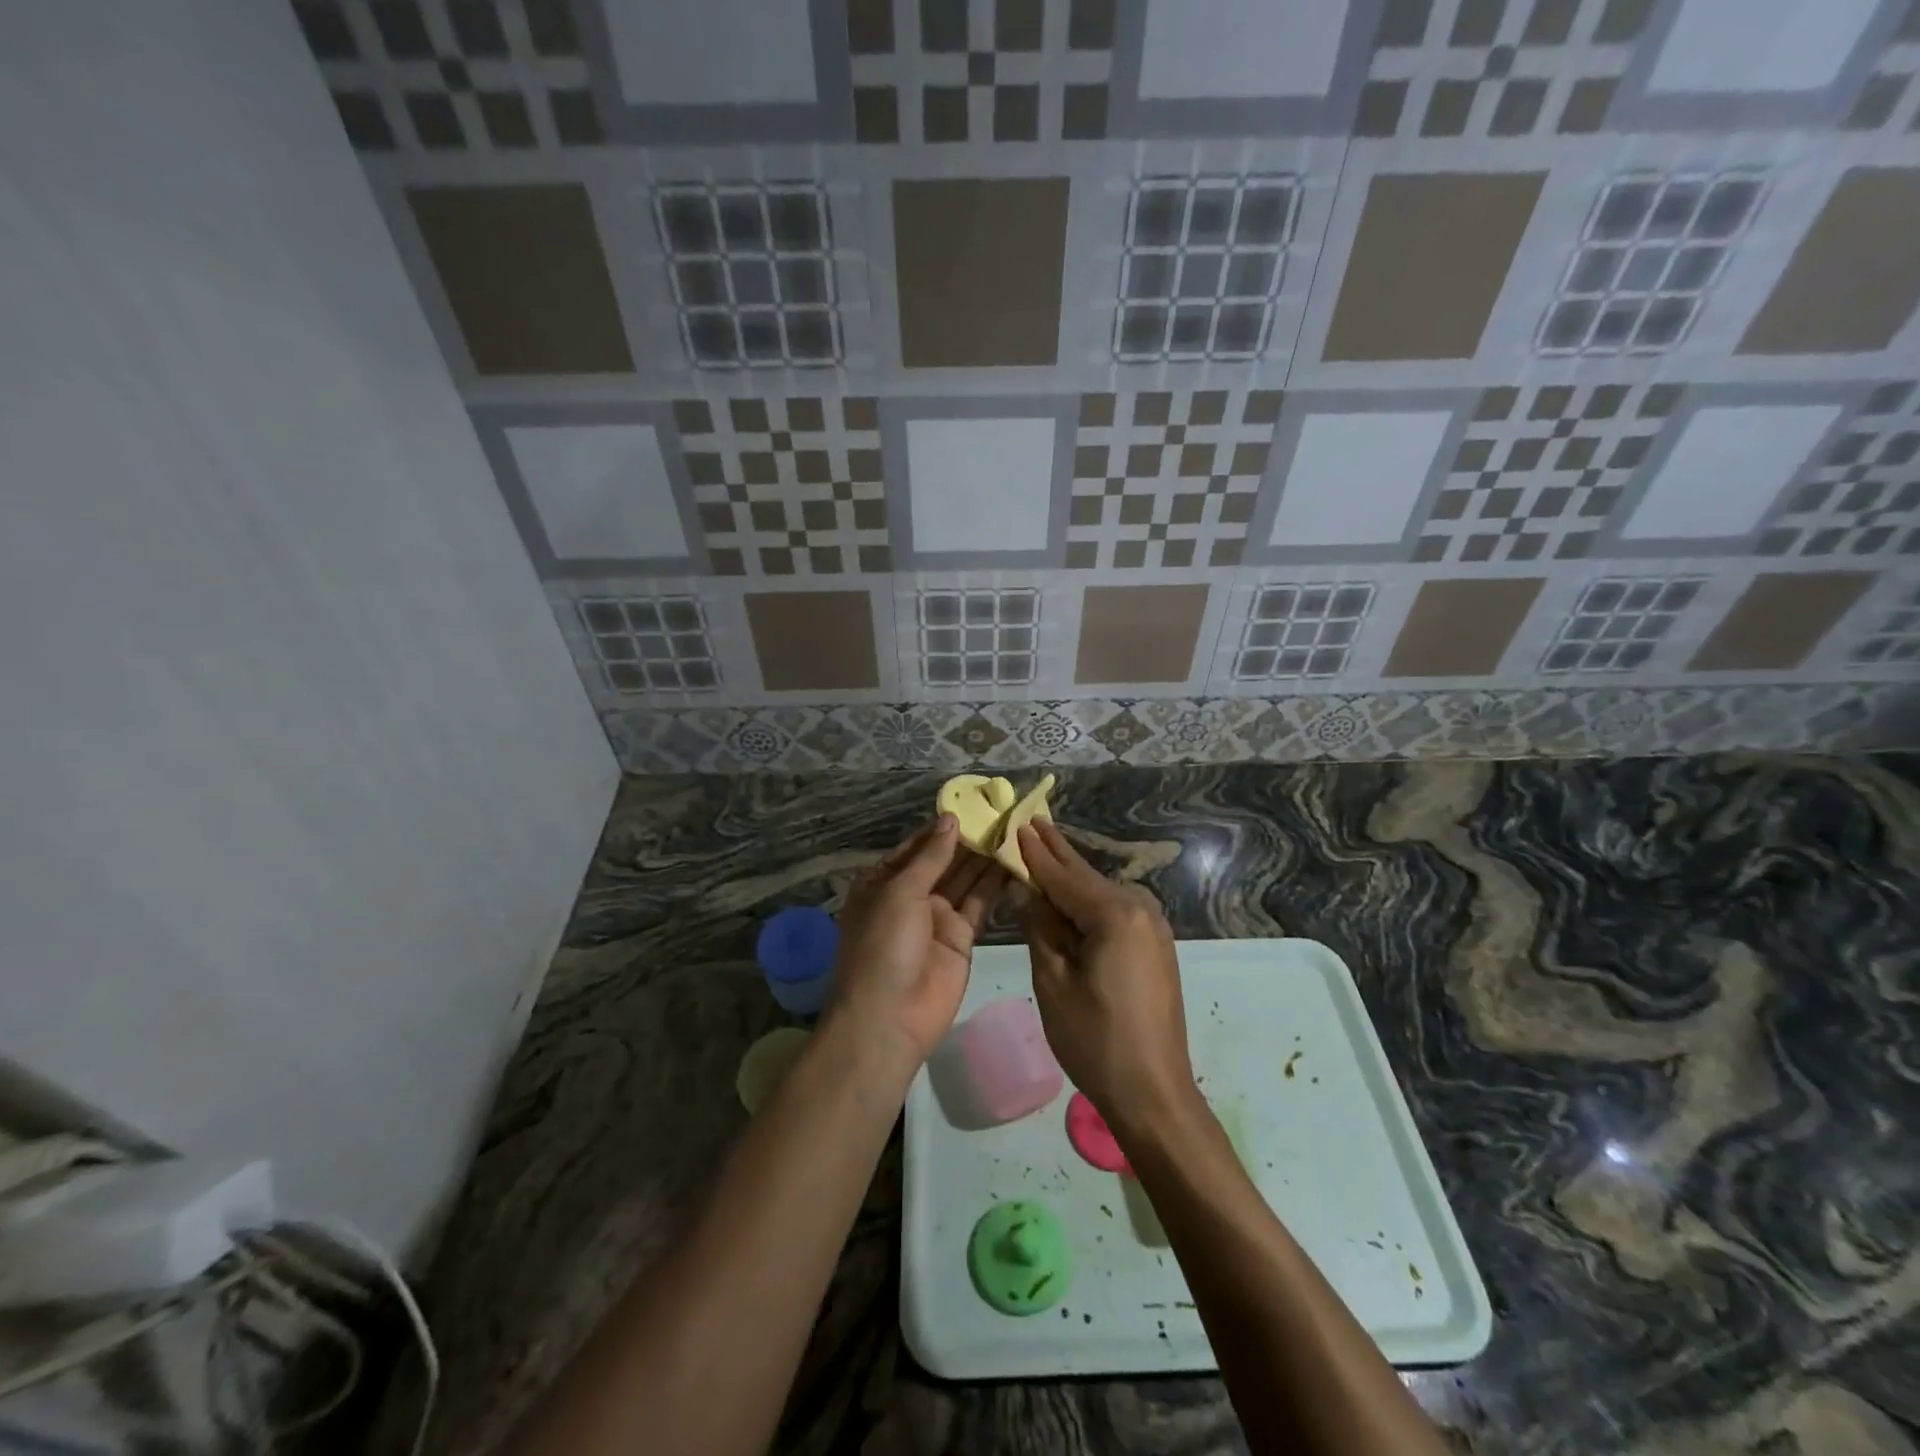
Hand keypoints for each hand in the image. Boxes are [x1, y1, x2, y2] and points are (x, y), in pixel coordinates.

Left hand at [829, 816, 1007, 1070]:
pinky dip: (995, 885)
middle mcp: (910, 896)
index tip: (974, 805)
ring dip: (986, 858)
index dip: (943, 828)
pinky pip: (979, 904)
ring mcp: (937, 917)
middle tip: (1003, 814)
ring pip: (965, 880)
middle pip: (944, 861)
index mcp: (883, 882)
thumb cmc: (883, 946)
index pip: (917, 846)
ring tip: (1015, 830)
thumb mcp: (900, 893)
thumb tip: (950, 818)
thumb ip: (931, 857)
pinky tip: (1015, 862)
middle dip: (969, 840)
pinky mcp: (962, 937)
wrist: (889, 1018)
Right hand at [1017, 820, 1195, 1135]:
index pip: (1063, 874)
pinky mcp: (1155, 945)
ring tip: (1042, 849)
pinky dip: (1088, 900)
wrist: (1153, 1092)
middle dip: (1056, 852)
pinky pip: (1114, 911)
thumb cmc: (1094, 1039)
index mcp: (1115, 913)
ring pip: (1100, 892)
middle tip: (1031, 821)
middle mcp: (1140, 908)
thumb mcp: (1053, 980)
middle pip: (1086, 876)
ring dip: (1071, 876)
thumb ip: (1040, 925)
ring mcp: (1153, 926)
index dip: (1035, 851)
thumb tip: (1024, 886)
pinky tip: (1068, 894)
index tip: (1016, 822)